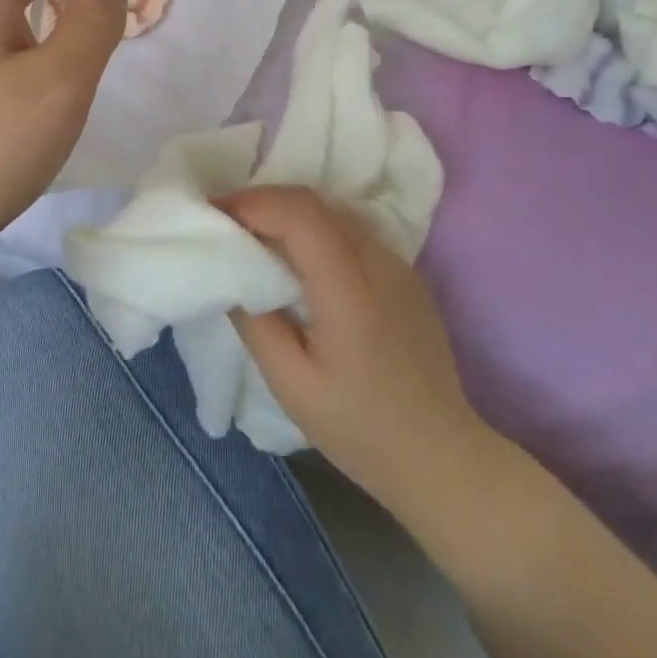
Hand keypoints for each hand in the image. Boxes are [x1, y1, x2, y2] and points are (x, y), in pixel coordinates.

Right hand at [222, 186, 510, 527]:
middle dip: (264, 201)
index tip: (216, 213)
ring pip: (334, 212)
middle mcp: (379, 264)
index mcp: (350, 291)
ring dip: (289, 213)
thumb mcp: (292, 385)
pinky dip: (314, 230)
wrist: (440, 456)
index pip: (300, 215)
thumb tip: (231, 275)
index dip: (253, 203)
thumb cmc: (359, 429)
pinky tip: (297, 259)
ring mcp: (398, 265)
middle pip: (315, 203)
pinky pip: (352, 232)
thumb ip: (256, 324)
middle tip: (226, 221)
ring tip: (255, 235)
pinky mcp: (405, 275)